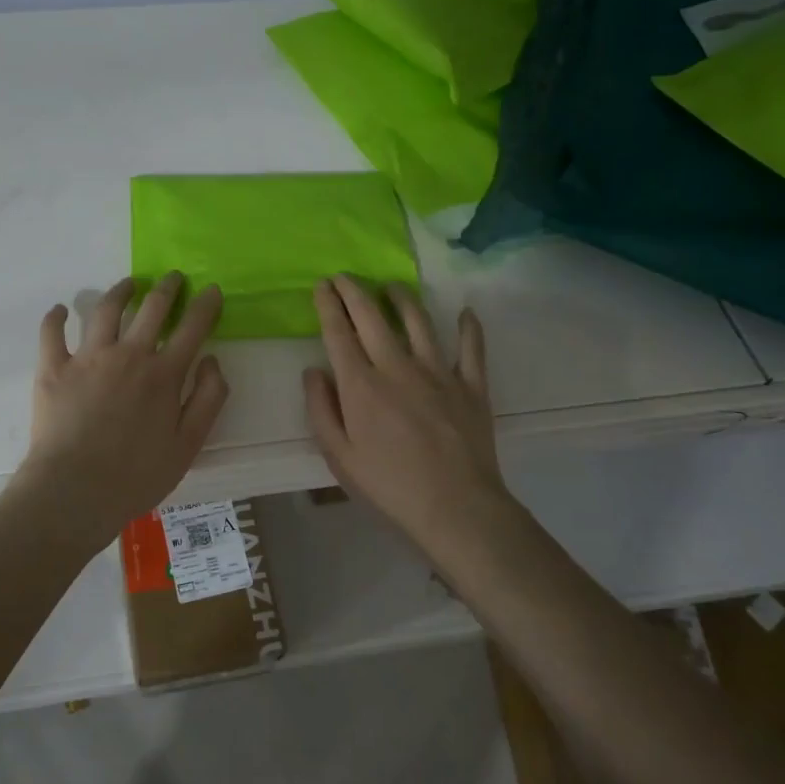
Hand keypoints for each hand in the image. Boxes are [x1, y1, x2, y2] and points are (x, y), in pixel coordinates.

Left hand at [16, 272, 228, 545]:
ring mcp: (88, 358)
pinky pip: (52, 333)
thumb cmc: (137, 476)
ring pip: (106, 310)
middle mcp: (128, 355)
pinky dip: (56, 317)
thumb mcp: (189, 445)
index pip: (192, 328)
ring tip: (129, 284)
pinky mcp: (53, 368)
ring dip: (121, 291)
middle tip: (174, 278)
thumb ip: (208, 399)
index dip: (205, 305)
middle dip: (168, 288)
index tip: (212, 290)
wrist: (74, 492)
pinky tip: (61, 309)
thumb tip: (211, 360)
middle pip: (152, 308)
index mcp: (163, 374)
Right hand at [304, 275, 508, 542]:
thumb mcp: (339, 456)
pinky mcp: (471, 385)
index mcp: (361, 385)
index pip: (339, 333)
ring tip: (390, 286)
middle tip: (344, 276)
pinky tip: (465, 312)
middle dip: (354, 290)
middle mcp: (398, 367)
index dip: (328, 305)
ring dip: (401, 298)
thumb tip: (313, 370)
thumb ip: (321, 409)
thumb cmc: (389, 486)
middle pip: (372, 317)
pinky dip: (469, 327)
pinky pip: (471, 347)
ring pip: (418, 321)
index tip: (321, 286)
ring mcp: (438, 372)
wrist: (455, 507)